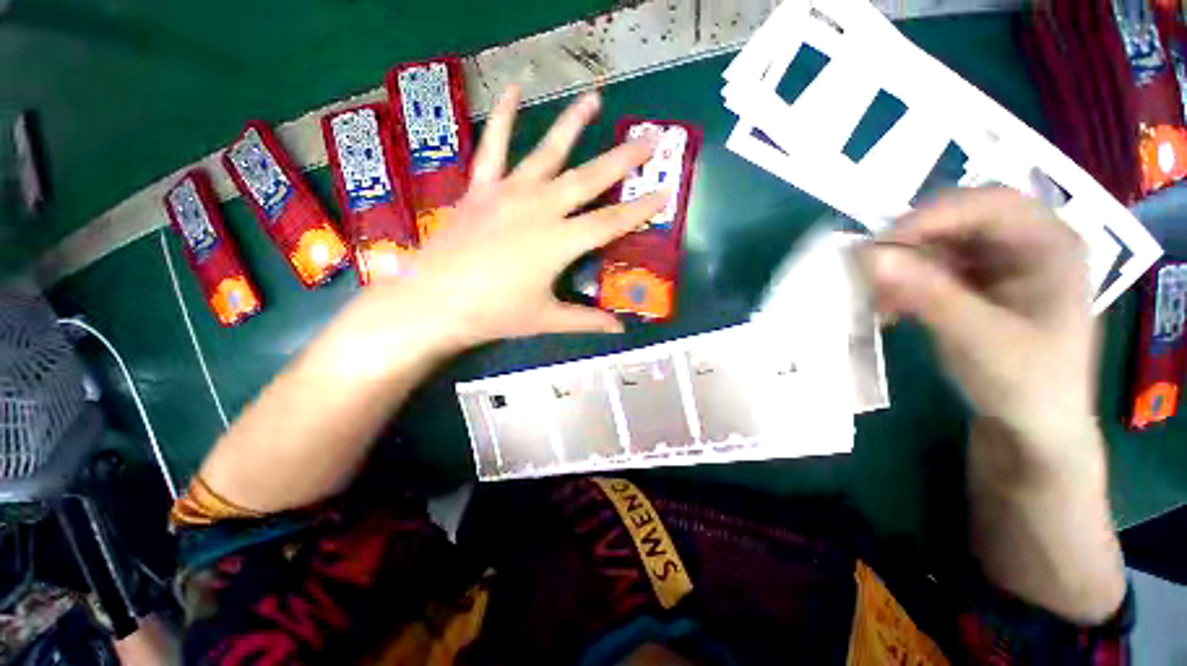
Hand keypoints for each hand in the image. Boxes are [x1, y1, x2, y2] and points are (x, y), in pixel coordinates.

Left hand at [358, 86, 666, 353]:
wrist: (434, 302)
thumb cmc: (495, 314)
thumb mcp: (547, 320)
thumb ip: (587, 321)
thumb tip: (619, 331)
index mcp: (560, 242)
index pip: (611, 222)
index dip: (640, 209)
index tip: (664, 192)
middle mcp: (541, 209)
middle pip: (590, 179)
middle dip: (623, 159)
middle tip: (650, 138)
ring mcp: (509, 193)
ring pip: (549, 153)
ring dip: (574, 125)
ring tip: (595, 99)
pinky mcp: (482, 188)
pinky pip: (494, 146)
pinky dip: (506, 117)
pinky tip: (516, 88)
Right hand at [862, 188, 1099, 477]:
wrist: (1033, 426)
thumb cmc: (1026, 384)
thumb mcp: (978, 339)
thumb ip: (927, 294)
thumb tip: (868, 256)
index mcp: (1051, 244)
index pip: (990, 205)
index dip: (932, 217)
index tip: (878, 244)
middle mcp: (1027, 242)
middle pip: (961, 218)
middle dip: (912, 240)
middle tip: (869, 265)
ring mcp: (1001, 262)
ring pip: (941, 241)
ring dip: (903, 263)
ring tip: (874, 291)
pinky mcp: (977, 282)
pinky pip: (932, 266)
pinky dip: (904, 281)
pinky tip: (888, 304)